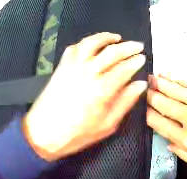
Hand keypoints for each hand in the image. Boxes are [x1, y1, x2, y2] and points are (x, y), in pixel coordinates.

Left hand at [24, 32, 146, 160]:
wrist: (43, 133)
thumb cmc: (76, 133)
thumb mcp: (107, 124)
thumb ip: (125, 102)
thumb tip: (140, 85)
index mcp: (102, 89)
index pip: (124, 68)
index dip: (136, 61)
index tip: (143, 58)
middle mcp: (88, 72)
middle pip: (112, 52)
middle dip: (128, 47)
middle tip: (138, 46)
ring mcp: (72, 66)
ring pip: (92, 43)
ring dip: (106, 37)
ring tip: (116, 38)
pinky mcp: (61, 66)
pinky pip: (74, 48)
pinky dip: (85, 43)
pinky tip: (92, 44)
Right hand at [146, 73, 186, 175]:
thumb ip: (185, 157)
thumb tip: (169, 143)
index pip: (159, 123)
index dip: (148, 115)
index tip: (144, 109)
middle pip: (163, 103)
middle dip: (151, 96)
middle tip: (144, 90)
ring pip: (173, 89)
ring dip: (159, 83)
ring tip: (152, 79)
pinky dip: (175, 76)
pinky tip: (167, 73)